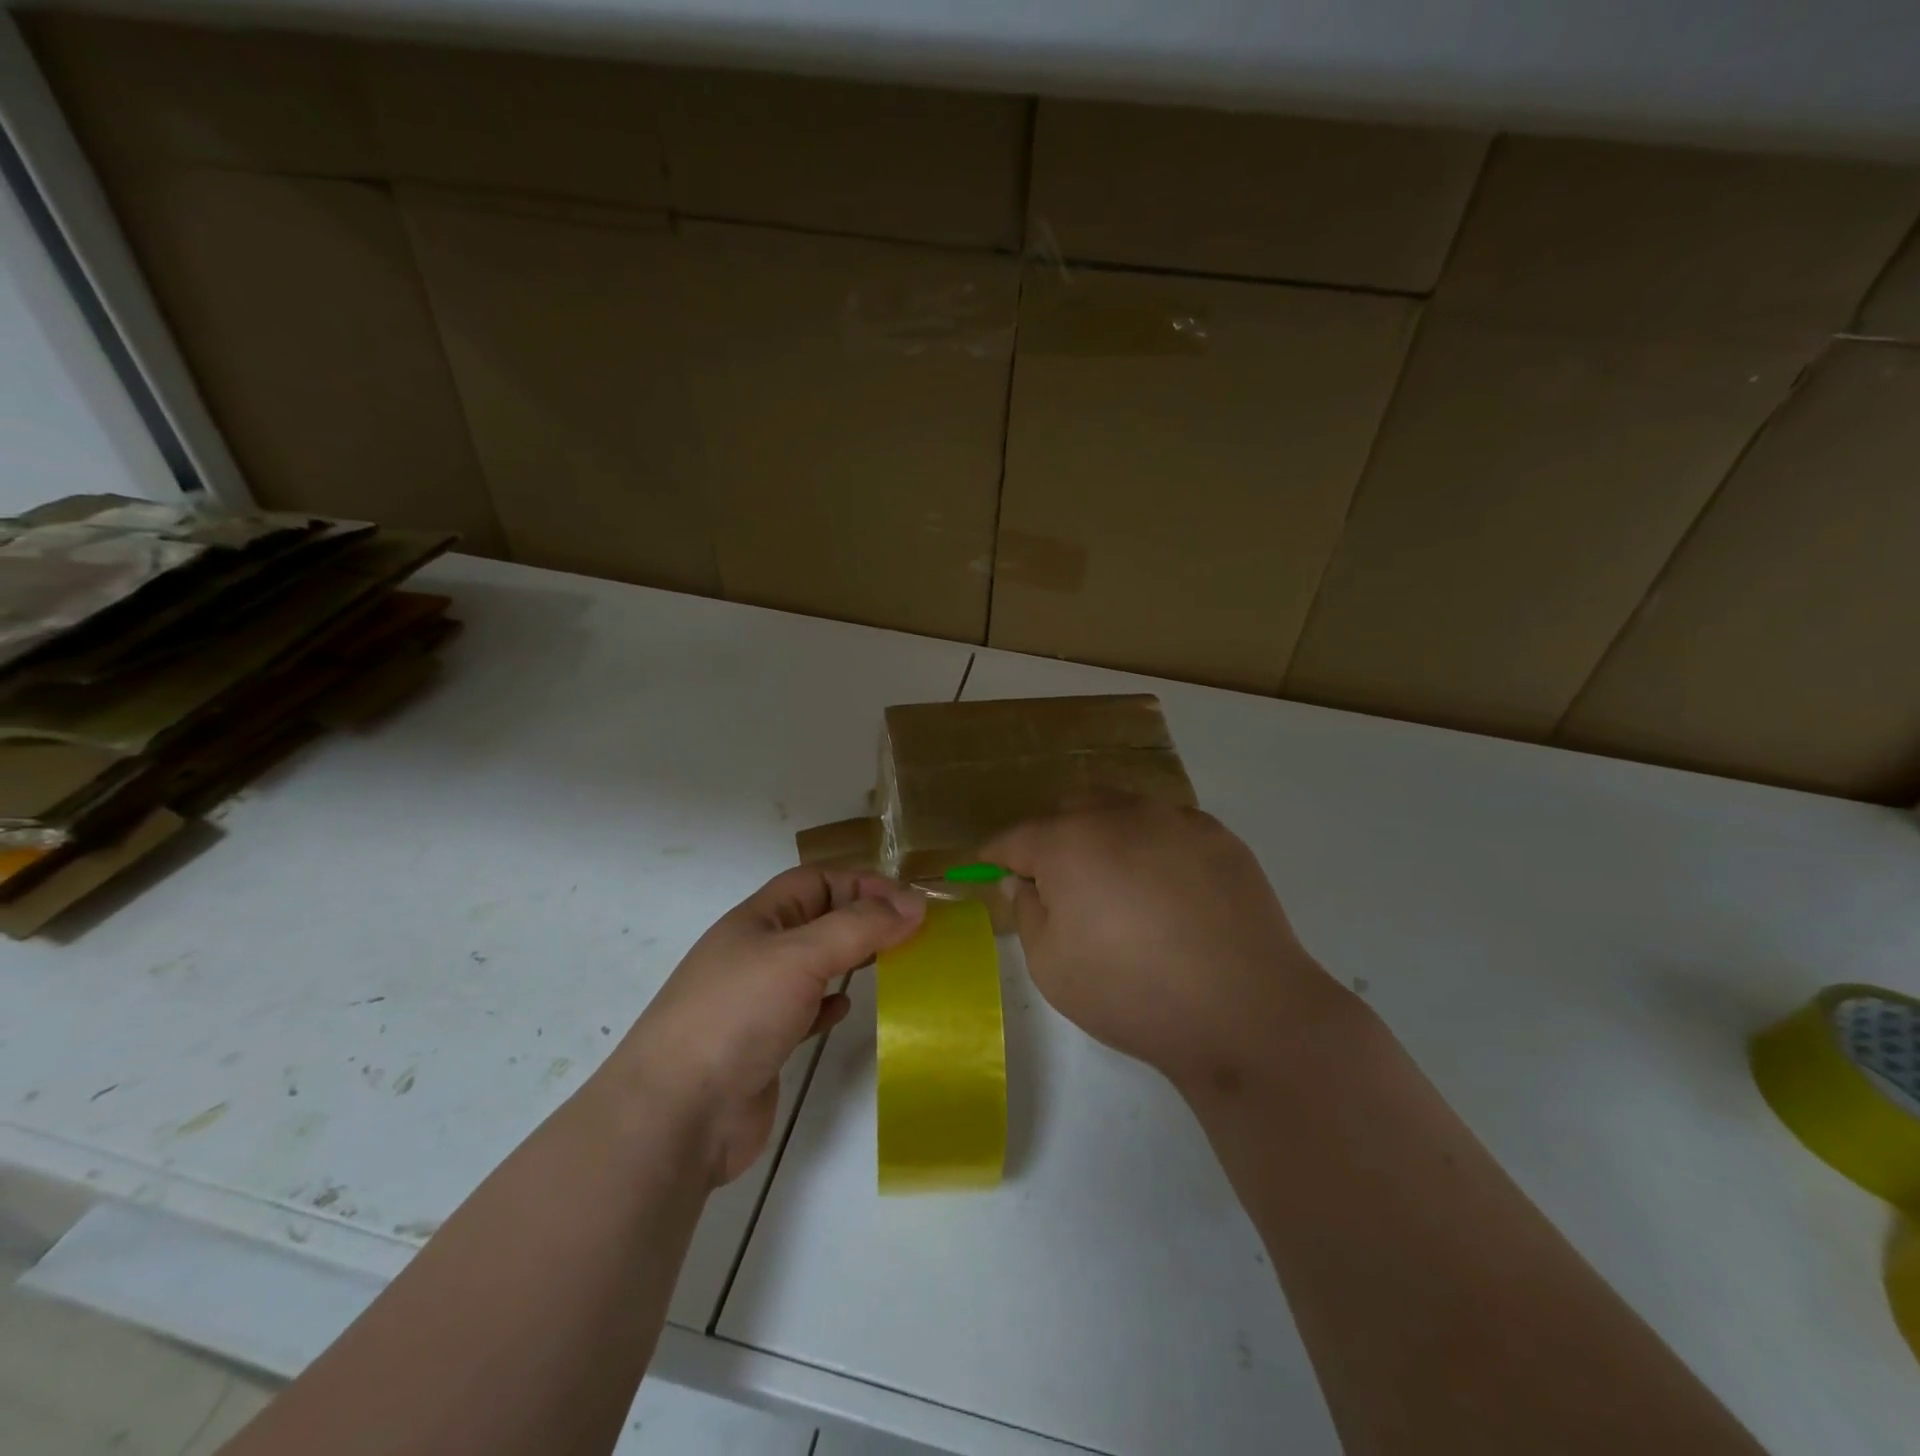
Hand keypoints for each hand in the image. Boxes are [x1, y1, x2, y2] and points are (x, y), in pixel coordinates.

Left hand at [611, 867, 925, 1185]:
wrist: (676, 1115)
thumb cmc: (737, 1015)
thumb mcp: (801, 956)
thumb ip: (860, 926)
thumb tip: (914, 904)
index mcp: (759, 919)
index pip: (818, 880)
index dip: (863, 884)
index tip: (911, 905)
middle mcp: (757, 952)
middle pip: (818, 919)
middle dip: (863, 918)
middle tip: (910, 933)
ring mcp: (758, 1000)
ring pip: (815, 964)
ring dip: (851, 959)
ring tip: (892, 964)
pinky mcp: (764, 1044)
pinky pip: (805, 1010)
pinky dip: (829, 1003)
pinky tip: (844, 1009)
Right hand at [985, 799, 1348, 1097]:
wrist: (1245, 1010)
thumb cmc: (1132, 993)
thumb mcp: (1052, 967)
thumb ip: (1028, 913)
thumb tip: (1025, 882)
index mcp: (1068, 842)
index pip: (1017, 837)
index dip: (998, 856)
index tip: (990, 870)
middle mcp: (1119, 814)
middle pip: (1070, 809)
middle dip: (1054, 839)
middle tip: (1061, 886)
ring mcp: (1174, 819)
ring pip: (1122, 809)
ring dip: (1106, 836)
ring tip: (1119, 886)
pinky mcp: (1218, 835)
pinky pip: (1168, 827)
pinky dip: (1153, 847)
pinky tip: (1170, 892)